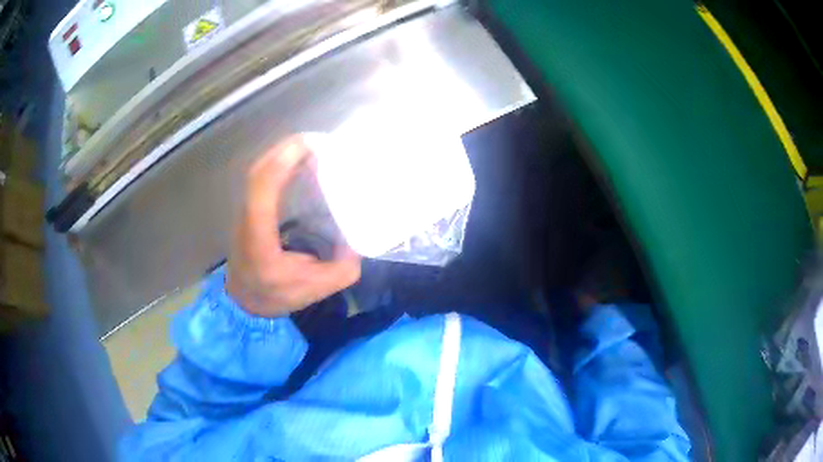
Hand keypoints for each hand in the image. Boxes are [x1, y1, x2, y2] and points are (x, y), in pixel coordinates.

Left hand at [226, 136, 360, 317]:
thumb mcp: (316, 289)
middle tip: (319, 141)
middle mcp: (248, 219)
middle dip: (287, 149)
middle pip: (258, 172)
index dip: (282, 164)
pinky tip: (299, 163)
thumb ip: (343, 269)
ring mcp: (245, 212)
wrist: (244, 301)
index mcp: (260, 239)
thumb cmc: (275, 295)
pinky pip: (262, 178)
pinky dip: (279, 164)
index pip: (262, 191)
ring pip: (258, 172)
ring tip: (312, 147)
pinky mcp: (249, 210)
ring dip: (283, 154)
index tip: (311, 147)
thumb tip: (358, 242)